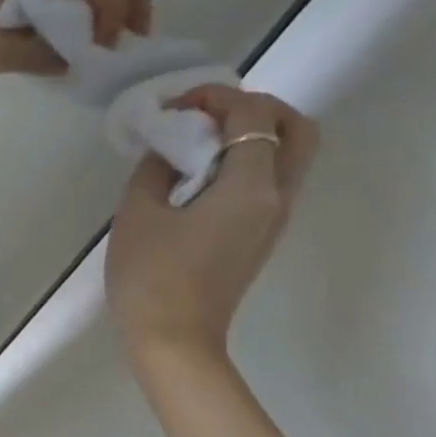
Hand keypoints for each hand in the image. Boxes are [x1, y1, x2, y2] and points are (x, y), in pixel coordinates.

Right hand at [106, 87, 318, 362]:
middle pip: (298, 129)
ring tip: (199, 143)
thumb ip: (154, 169)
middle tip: (207, 116)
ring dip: (253, 136)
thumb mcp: (137, 213)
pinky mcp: (262, 236)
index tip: (176, 107)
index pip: (254, 116)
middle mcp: (277, 197)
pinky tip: (200, 175)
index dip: (217, 97)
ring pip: (290, 156)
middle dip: (255, 109)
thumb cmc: (151, 275)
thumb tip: (168, 150)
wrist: (173, 339)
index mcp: (250, 187)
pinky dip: (247, 162)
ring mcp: (274, 220)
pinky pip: (271, 181)